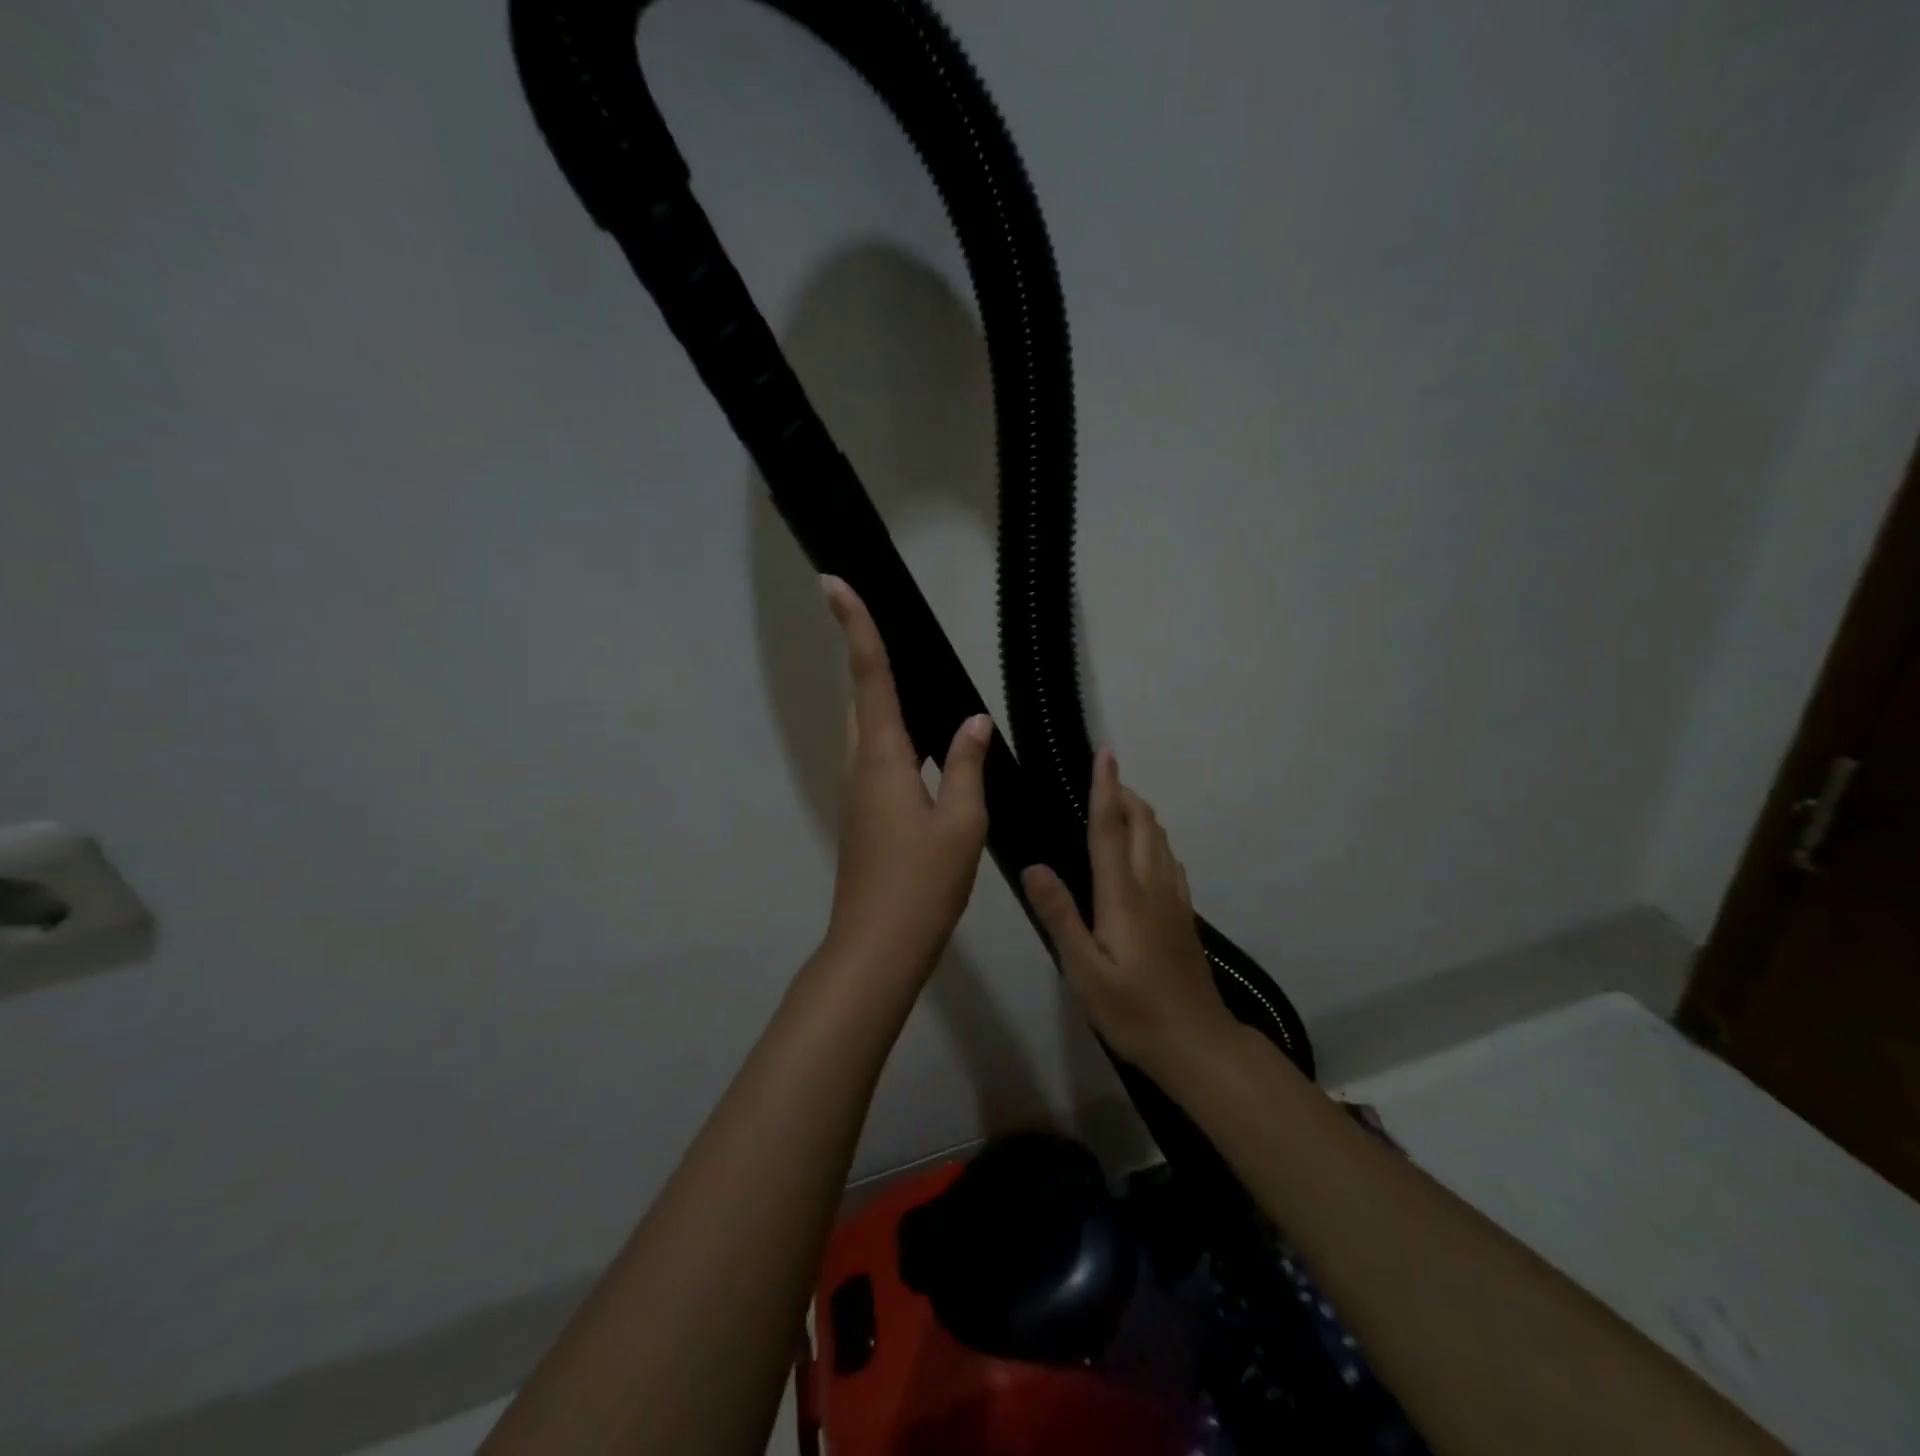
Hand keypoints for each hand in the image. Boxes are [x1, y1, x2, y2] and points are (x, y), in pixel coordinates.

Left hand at [820, 576, 990, 977]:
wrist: (878, 946)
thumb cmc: (922, 883)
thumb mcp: (960, 822)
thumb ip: (966, 765)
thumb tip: (973, 721)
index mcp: (883, 758)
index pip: (869, 677)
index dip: (854, 627)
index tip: (833, 582)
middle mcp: (862, 766)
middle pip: (862, 698)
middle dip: (869, 659)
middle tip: (888, 628)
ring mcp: (859, 793)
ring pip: (868, 730)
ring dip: (882, 699)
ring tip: (918, 681)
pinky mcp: (865, 815)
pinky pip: (878, 758)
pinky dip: (896, 736)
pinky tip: (927, 748)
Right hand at [1023, 750, 1237, 1076]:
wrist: (1197, 1044)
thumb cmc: (1133, 1011)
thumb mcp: (1084, 971)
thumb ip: (1060, 916)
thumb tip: (1034, 866)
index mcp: (1124, 895)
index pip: (1110, 828)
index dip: (1106, 787)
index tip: (1105, 751)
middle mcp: (1152, 886)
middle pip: (1141, 823)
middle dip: (1124, 792)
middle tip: (1100, 775)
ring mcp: (1174, 899)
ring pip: (1159, 838)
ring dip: (1139, 812)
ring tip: (1116, 802)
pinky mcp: (1183, 914)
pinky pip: (1168, 858)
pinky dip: (1152, 838)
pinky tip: (1143, 850)